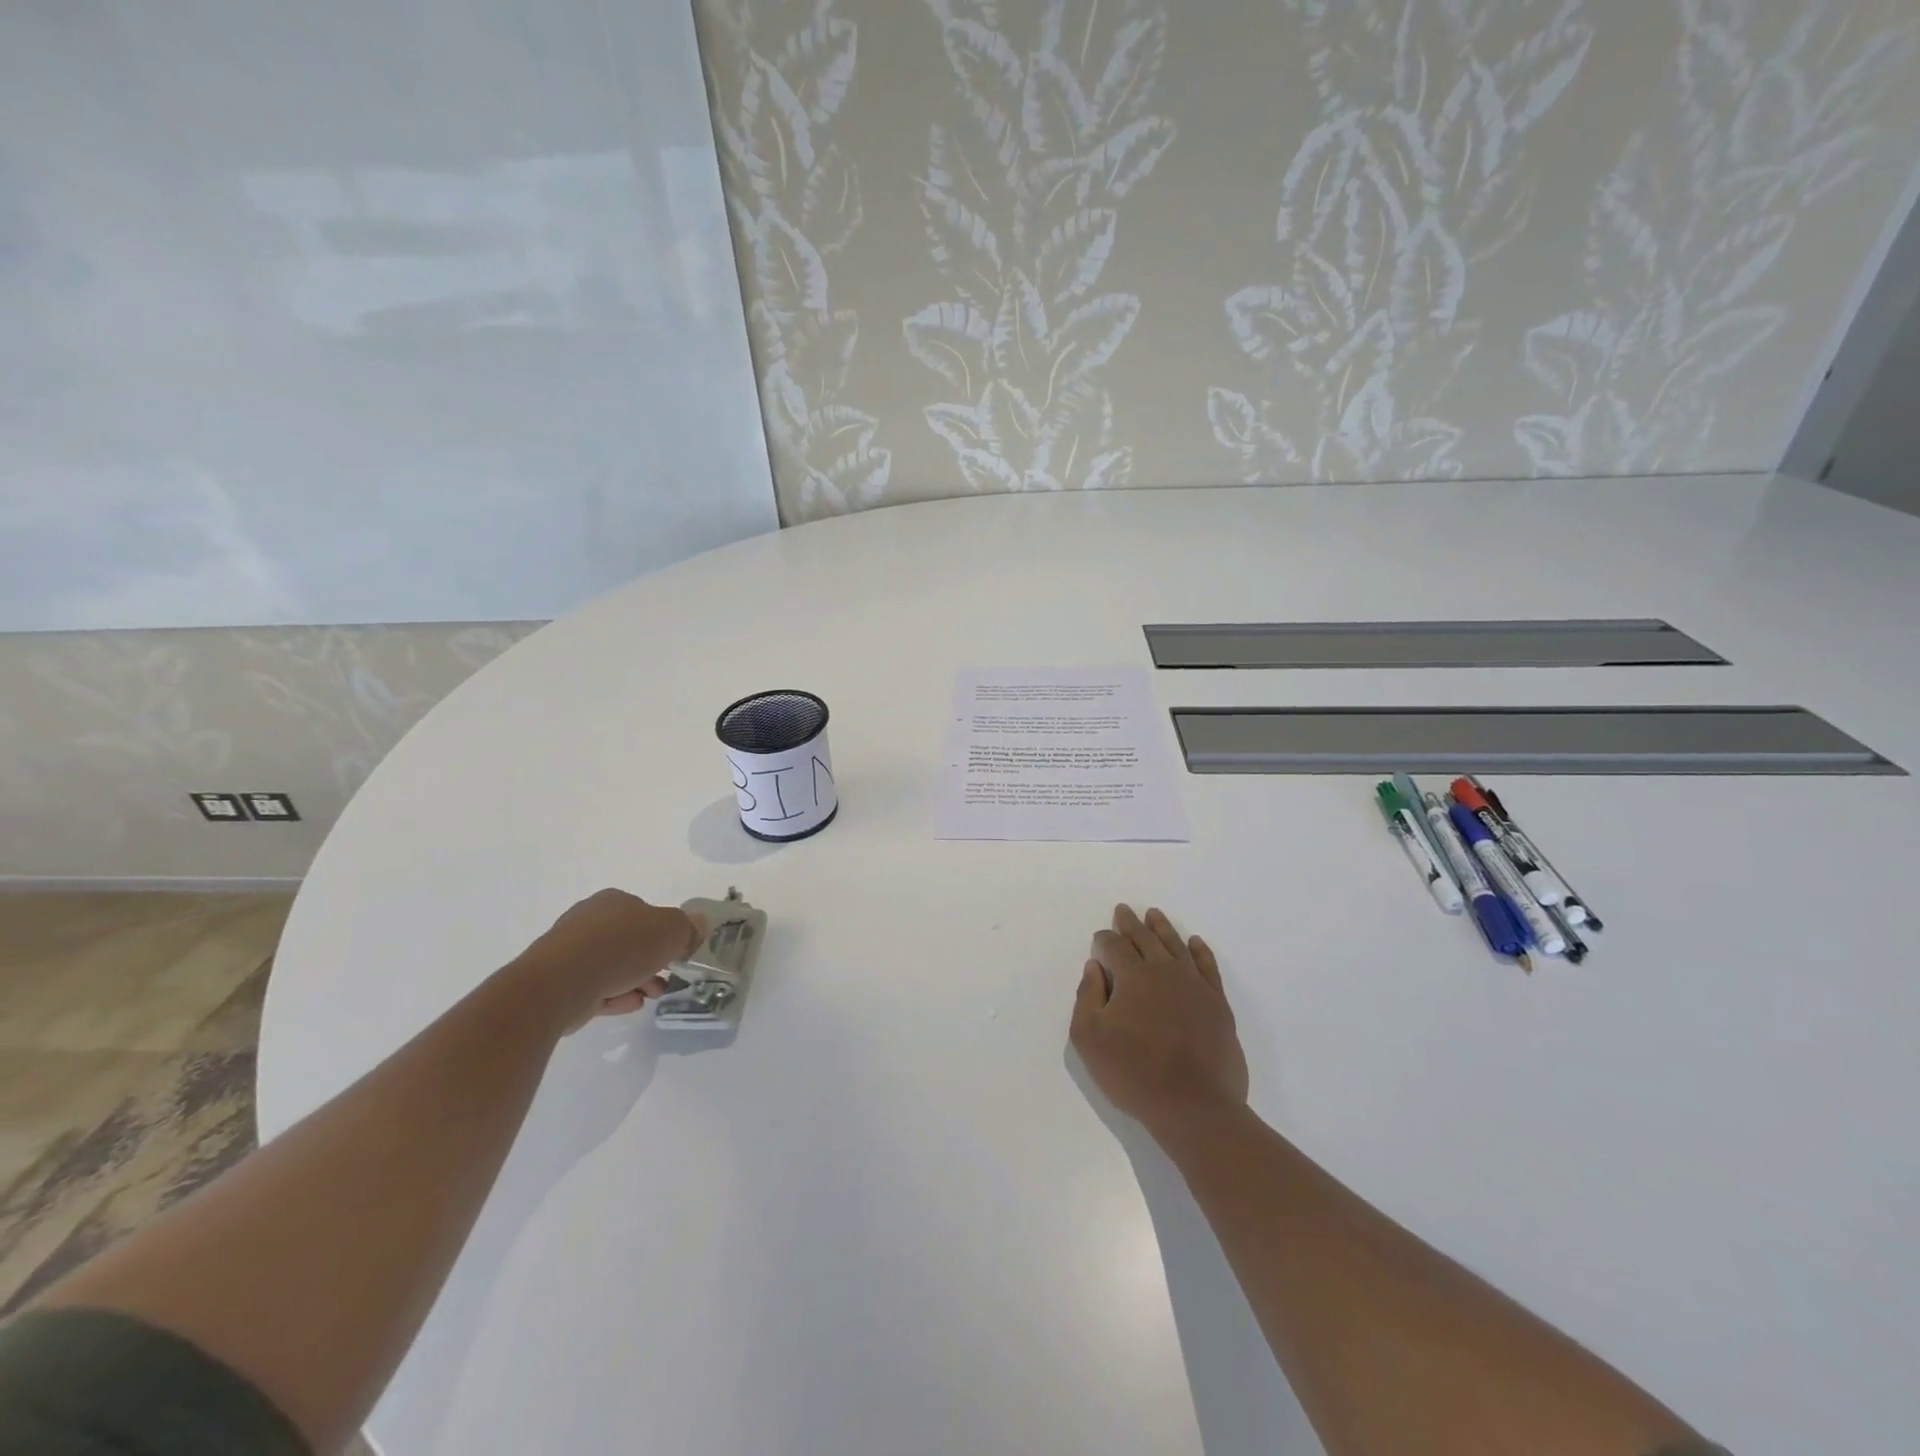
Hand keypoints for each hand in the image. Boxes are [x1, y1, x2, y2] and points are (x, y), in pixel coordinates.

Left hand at [512, 889, 708, 1033]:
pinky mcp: (559, 982)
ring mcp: (570, 952)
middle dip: (651, 960)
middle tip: (668, 978)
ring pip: (612, 965)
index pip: (645, 912)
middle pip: (629, 940)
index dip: (664, 932)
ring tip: (652, 996)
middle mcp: (589, 920)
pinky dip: (615, 994)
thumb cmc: (620, 947)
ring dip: (636, 979)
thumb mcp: (670, 931)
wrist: (560, 983)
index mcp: (613, 901)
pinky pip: (595, 986)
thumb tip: (699, 924)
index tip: (678, 954)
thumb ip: (688, 928)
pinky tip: (631, 1004)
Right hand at [1070, 905, 1248, 1138]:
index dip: (1104, 940)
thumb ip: (1087, 996)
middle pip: (1145, 938)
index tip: (1099, 939)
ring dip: (1162, 928)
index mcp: (1133, 976)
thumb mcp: (1089, 1038)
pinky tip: (1195, 942)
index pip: (1115, 946)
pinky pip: (1208, 966)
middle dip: (1131, 923)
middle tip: (1124, 910)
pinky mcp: (1218, 1004)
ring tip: (1154, 914)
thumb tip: (1095, 967)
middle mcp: (1165, 970)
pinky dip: (1200, 951)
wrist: (1194, 1106)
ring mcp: (1195, 985)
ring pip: (1176, 945)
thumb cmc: (1134, 1073)